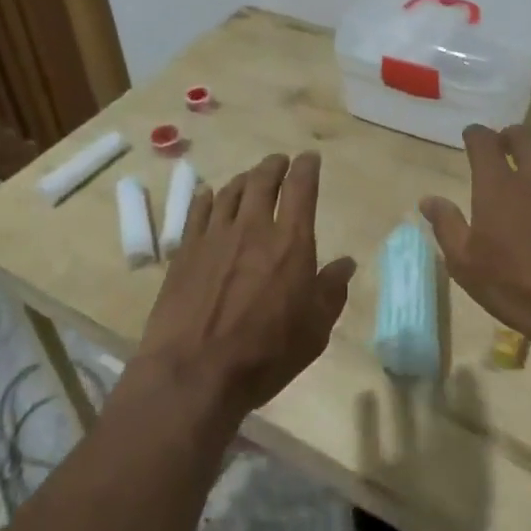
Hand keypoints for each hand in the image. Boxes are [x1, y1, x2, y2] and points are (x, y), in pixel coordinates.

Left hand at [134, 152, 356, 421]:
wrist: (194, 372)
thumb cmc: (265, 354)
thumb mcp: (314, 330)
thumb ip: (332, 291)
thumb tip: (346, 263)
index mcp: (291, 242)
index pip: (301, 188)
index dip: (307, 167)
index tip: (309, 158)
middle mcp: (253, 228)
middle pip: (263, 180)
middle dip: (275, 166)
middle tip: (280, 162)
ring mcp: (215, 236)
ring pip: (230, 191)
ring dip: (244, 179)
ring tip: (250, 178)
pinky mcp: (185, 251)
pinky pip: (197, 211)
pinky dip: (207, 197)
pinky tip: (208, 195)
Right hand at [420, 124, 530, 357]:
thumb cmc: (516, 287)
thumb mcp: (466, 265)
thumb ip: (446, 226)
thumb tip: (429, 200)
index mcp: (498, 185)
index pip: (484, 141)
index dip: (475, 135)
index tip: (470, 138)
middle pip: (523, 135)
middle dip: (508, 136)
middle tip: (502, 147)